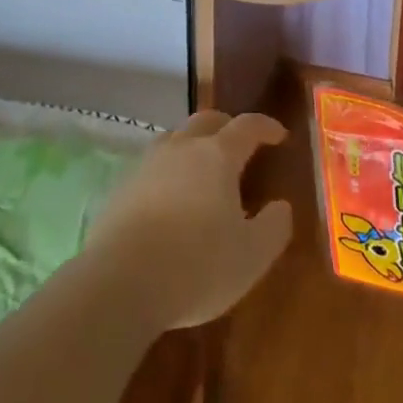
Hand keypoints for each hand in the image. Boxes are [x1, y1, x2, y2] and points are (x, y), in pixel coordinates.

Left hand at [85, 111, 293, 332]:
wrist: (121, 282)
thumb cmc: (197, 266)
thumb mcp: (252, 256)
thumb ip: (274, 227)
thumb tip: (281, 206)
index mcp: (217, 156)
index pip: (247, 126)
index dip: (265, 126)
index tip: (279, 135)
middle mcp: (181, 148)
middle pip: (206, 120)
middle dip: (227, 126)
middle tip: (240, 145)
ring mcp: (147, 164)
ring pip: (174, 138)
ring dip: (192, 144)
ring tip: (201, 167)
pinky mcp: (121, 186)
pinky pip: (150, 165)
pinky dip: (167, 170)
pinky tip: (168, 196)